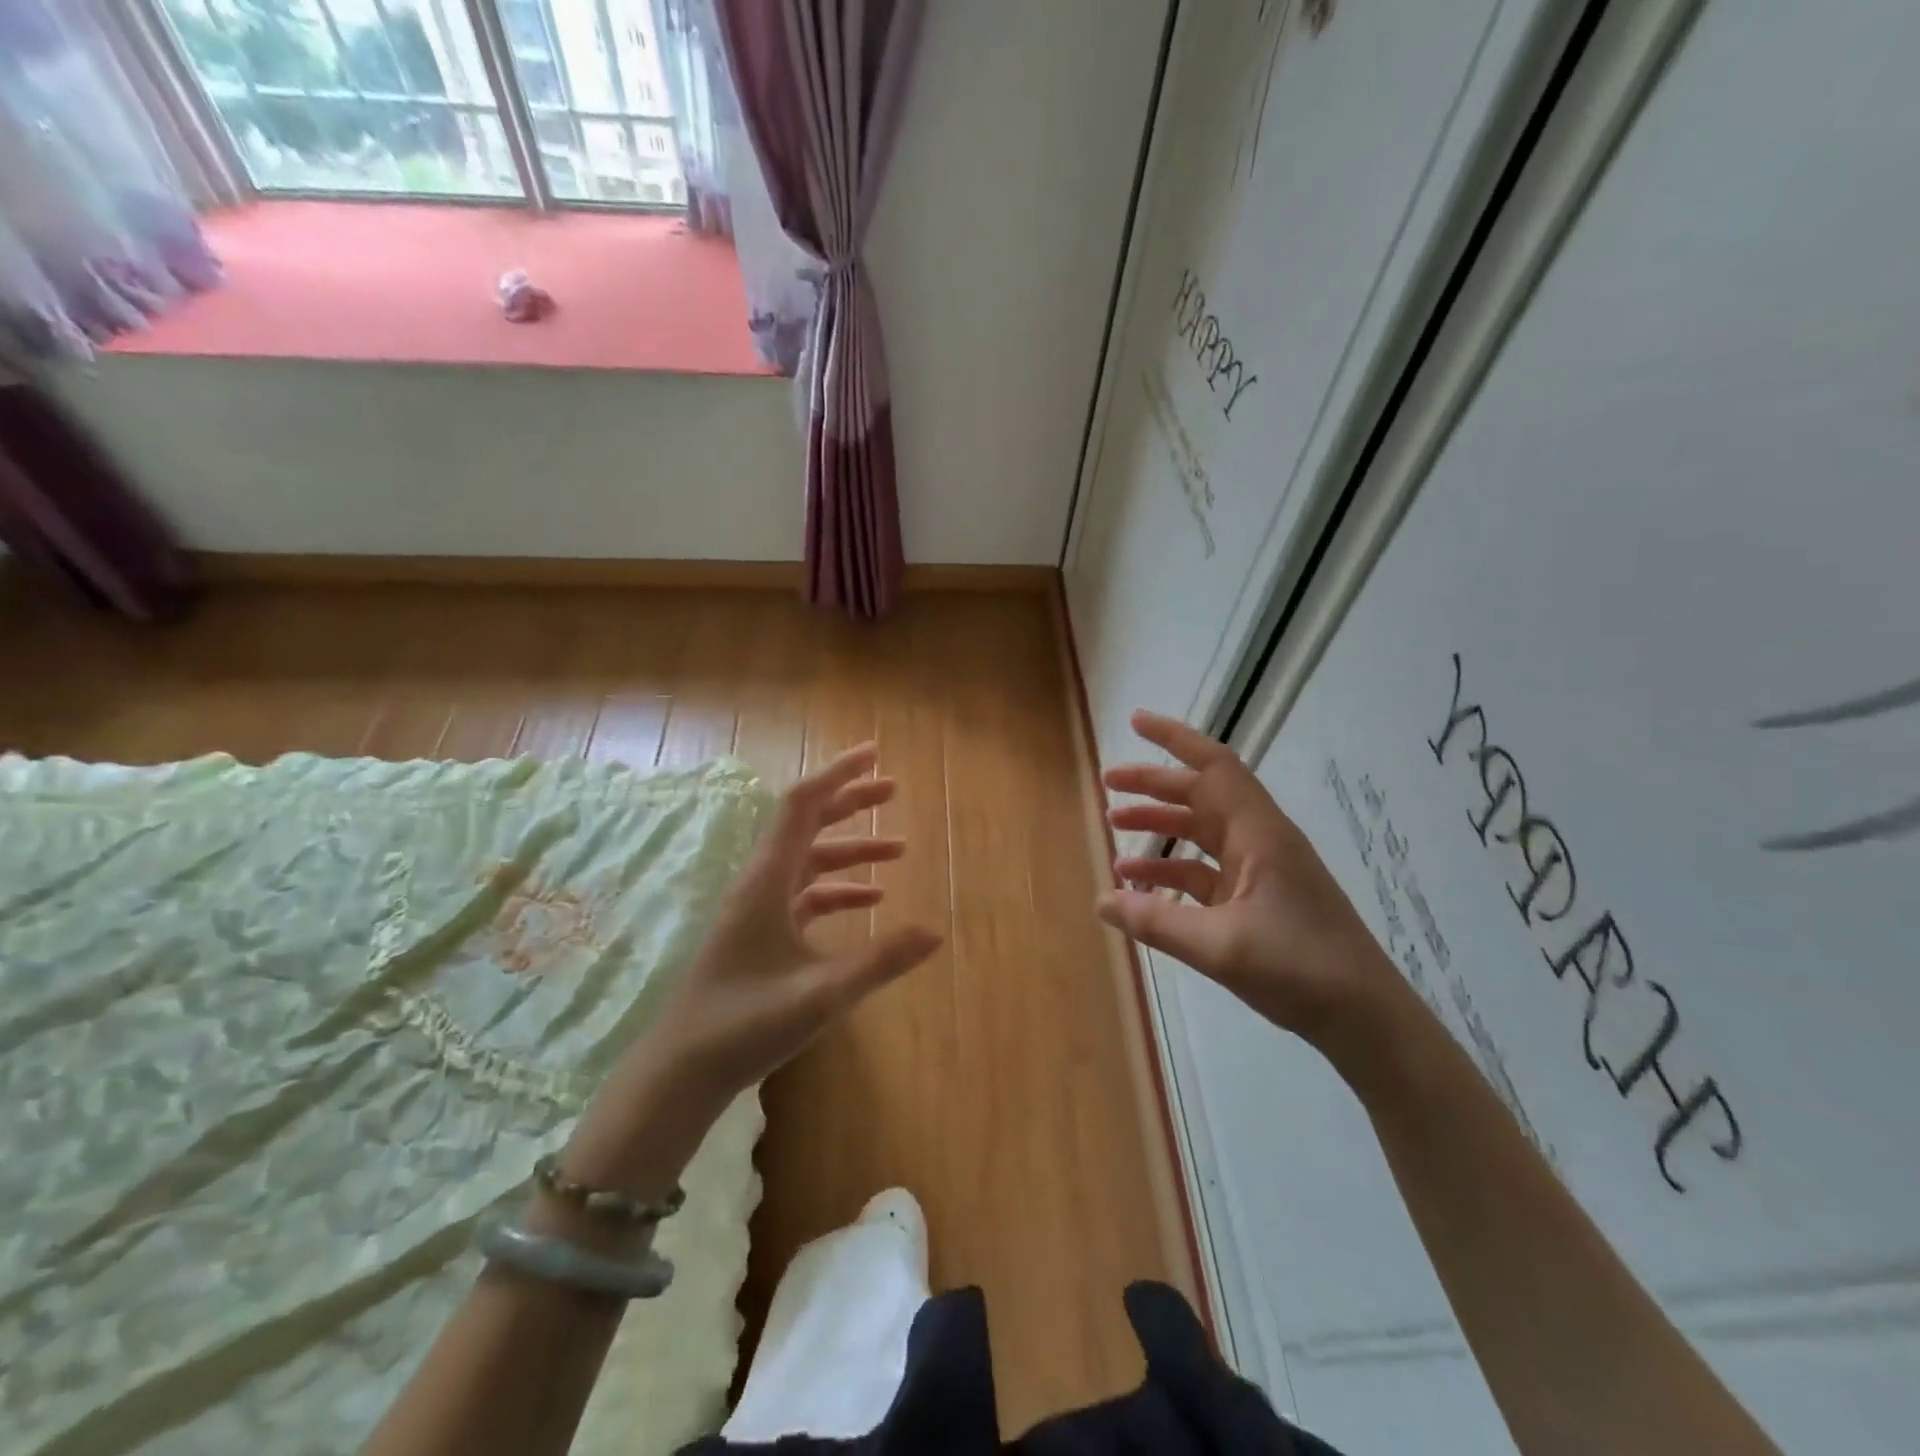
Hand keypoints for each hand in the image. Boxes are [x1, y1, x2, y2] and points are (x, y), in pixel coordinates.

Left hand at [651, 742, 942, 1099]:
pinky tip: (870, 902)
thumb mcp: (822, 995)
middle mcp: (760, 883)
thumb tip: (936, 930)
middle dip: (850, 802)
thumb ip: (880, 962)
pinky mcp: (760, 933)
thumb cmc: (745, 1026)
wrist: (682, 1072)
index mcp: (767, 880)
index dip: (838, 774)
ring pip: (808, 861)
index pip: (803, 805)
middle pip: (807, 824)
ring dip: (851, 850)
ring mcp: (758, 909)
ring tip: (899, 850)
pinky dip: (838, 890)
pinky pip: (805, 895)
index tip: (874, 754)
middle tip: (893, 789)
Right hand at [1098, 710, 1397, 1050]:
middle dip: (1154, 785)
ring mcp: (1260, 871)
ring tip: (1114, 827)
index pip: (1214, 766)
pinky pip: (1205, 872)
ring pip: (1202, 832)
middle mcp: (1260, 841)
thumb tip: (1100, 900)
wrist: (1365, 1018)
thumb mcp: (1219, 946)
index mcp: (1259, 834)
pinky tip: (1139, 886)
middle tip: (1107, 783)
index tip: (1135, 721)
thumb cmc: (1300, 968)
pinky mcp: (1257, 900)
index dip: (1175, 738)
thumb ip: (1155, 921)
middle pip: (1202, 795)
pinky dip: (1171, 871)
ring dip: (1160, 826)